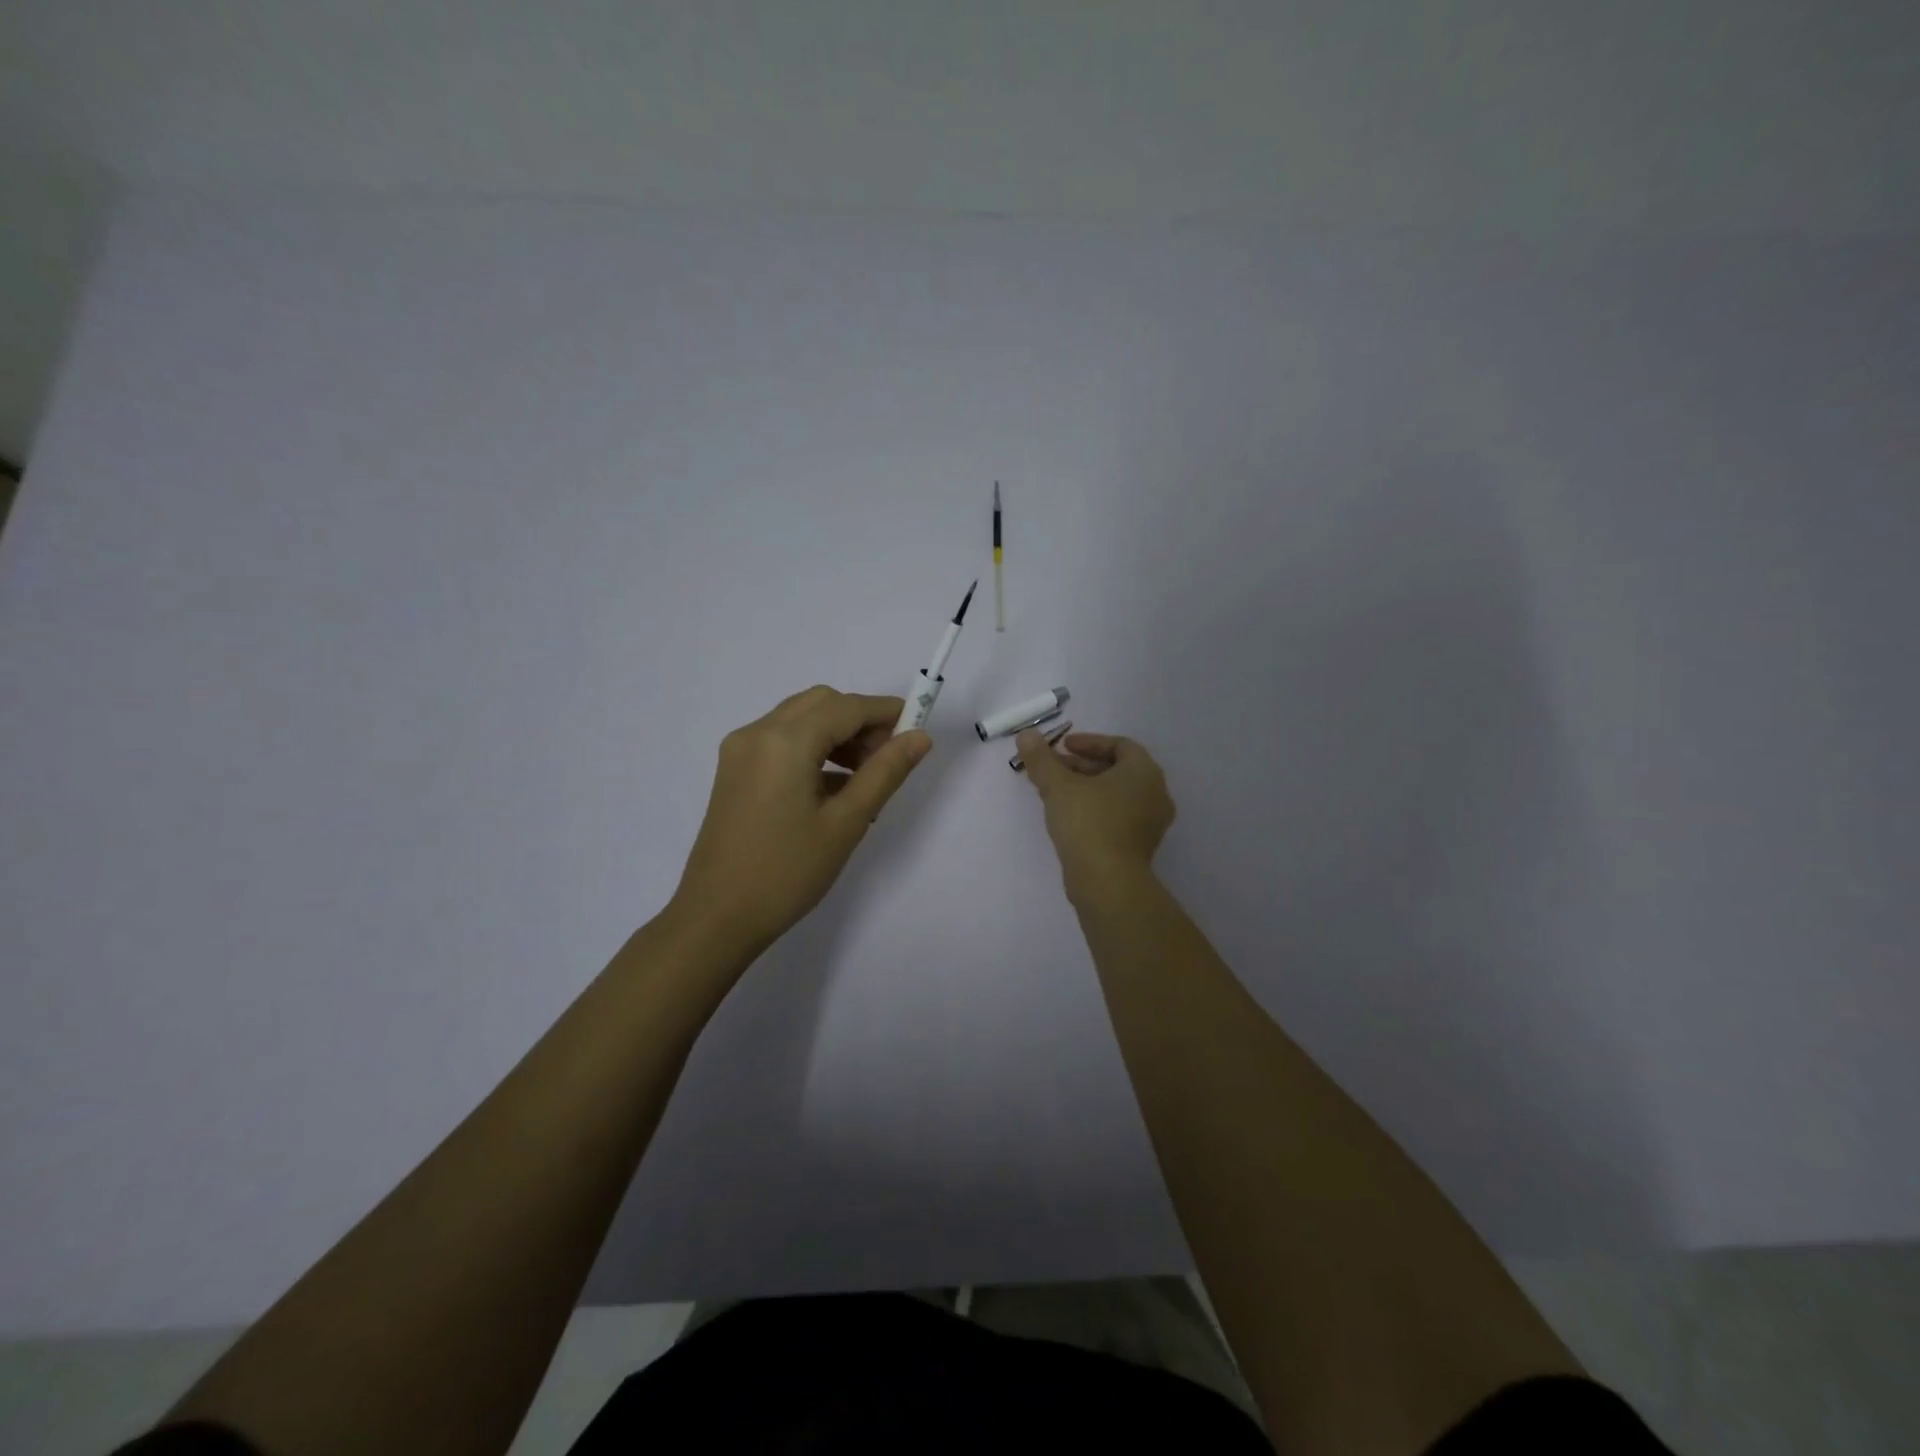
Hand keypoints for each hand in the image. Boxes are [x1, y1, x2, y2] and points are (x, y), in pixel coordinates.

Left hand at [672, 686, 931, 956]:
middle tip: (888, 759)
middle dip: (860, 721)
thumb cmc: (786, 873)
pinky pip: (781, 741)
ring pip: (800, 719)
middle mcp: (757, 733)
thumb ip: (885, 773)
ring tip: (865, 778)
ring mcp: (740, 750)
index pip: (847, 707)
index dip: (886, 712)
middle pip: (821, 703)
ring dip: (837, 734)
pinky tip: (833, 789)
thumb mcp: (845, 823)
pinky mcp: (734, 770)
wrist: (717, 917)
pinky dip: (813, 749)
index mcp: (784, 742)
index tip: (917, 729)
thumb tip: (920, 738)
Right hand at [1016, 729, 1175, 899]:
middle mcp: (1155, 793)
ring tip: (1054, 793)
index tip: (1062, 747)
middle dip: (1082, 766)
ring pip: (1116, 795)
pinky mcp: (1140, 846)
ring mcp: (1151, 823)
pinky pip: (1117, 816)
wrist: (1107, 882)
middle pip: (1117, 769)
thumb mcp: (1058, 785)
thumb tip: (1026, 735)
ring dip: (1086, 788)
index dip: (1089, 742)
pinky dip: (1095, 809)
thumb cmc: (1087, 823)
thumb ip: (1041, 758)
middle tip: (1052, 769)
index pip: (1120, 745)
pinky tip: (1068, 818)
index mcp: (1144, 771)